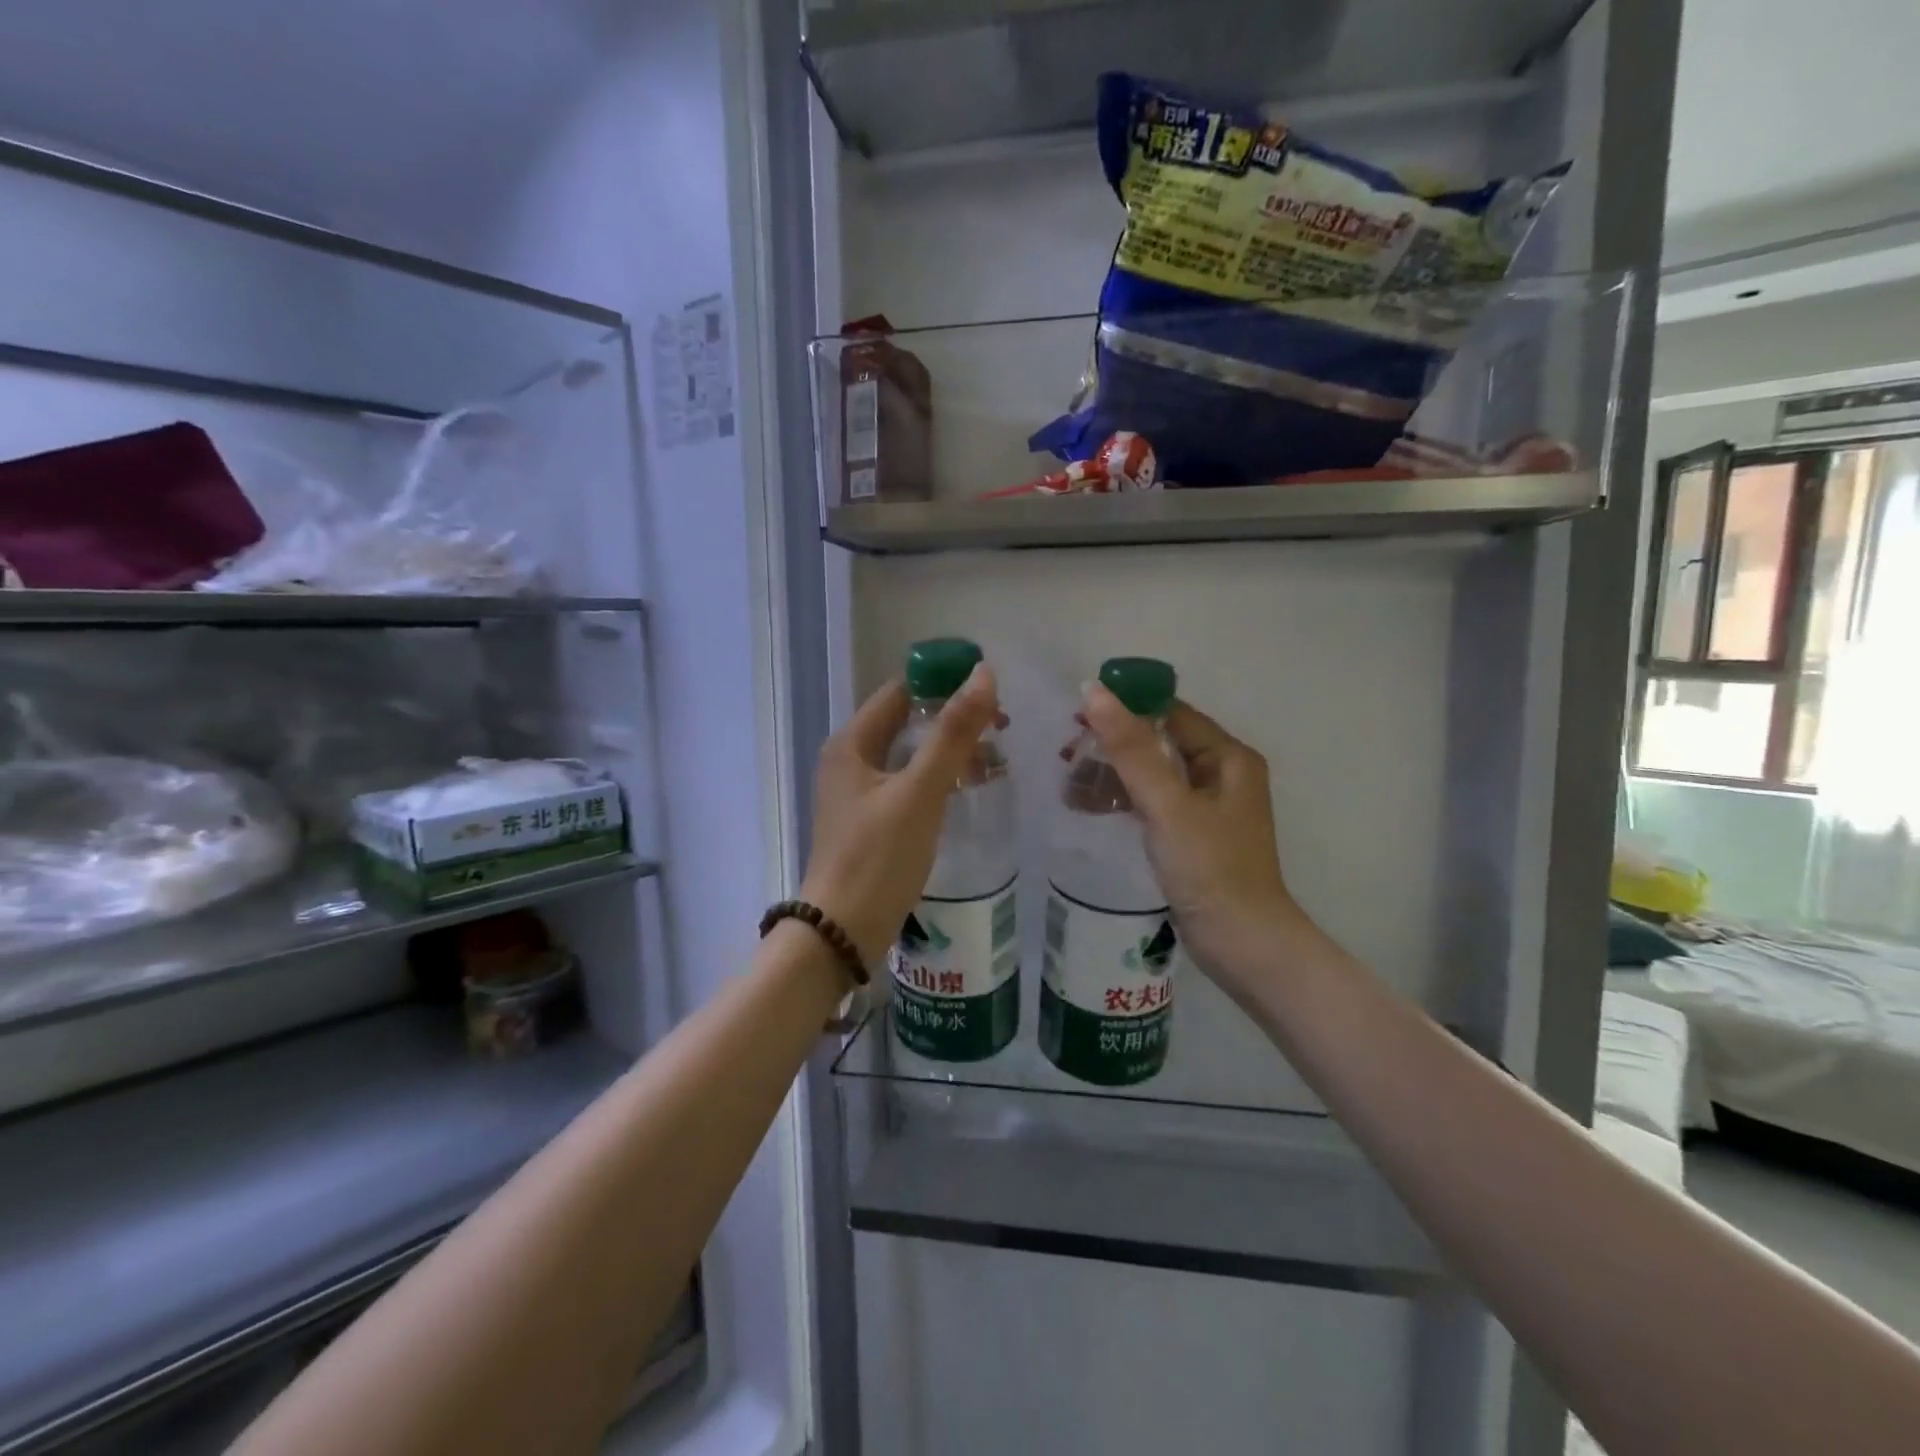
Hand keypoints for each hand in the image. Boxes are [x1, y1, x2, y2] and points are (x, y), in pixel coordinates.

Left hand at [801, 666, 1001, 966]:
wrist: (843, 932)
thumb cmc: (878, 857)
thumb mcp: (920, 791)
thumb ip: (953, 734)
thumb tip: (983, 674)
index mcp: (852, 743)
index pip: (900, 692)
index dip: (943, 682)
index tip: (990, 690)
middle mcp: (850, 761)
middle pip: (906, 722)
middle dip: (953, 719)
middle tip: (1002, 726)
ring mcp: (858, 794)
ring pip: (910, 755)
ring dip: (949, 750)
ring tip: (995, 758)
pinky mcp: (871, 822)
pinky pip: (909, 785)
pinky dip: (939, 779)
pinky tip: (968, 789)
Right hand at [1080, 684, 1305, 991]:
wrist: (1242, 943)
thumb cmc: (1210, 867)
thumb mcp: (1167, 804)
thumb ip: (1131, 748)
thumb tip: (1094, 691)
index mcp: (1227, 757)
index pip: (1171, 712)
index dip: (1126, 707)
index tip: (1078, 713)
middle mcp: (1221, 774)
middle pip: (1159, 742)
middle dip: (1113, 744)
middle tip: (1065, 750)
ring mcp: (1206, 807)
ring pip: (1152, 774)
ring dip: (1113, 774)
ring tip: (1067, 782)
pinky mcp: (1191, 835)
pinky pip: (1151, 803)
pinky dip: (1123, 800)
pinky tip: (1088, 806)